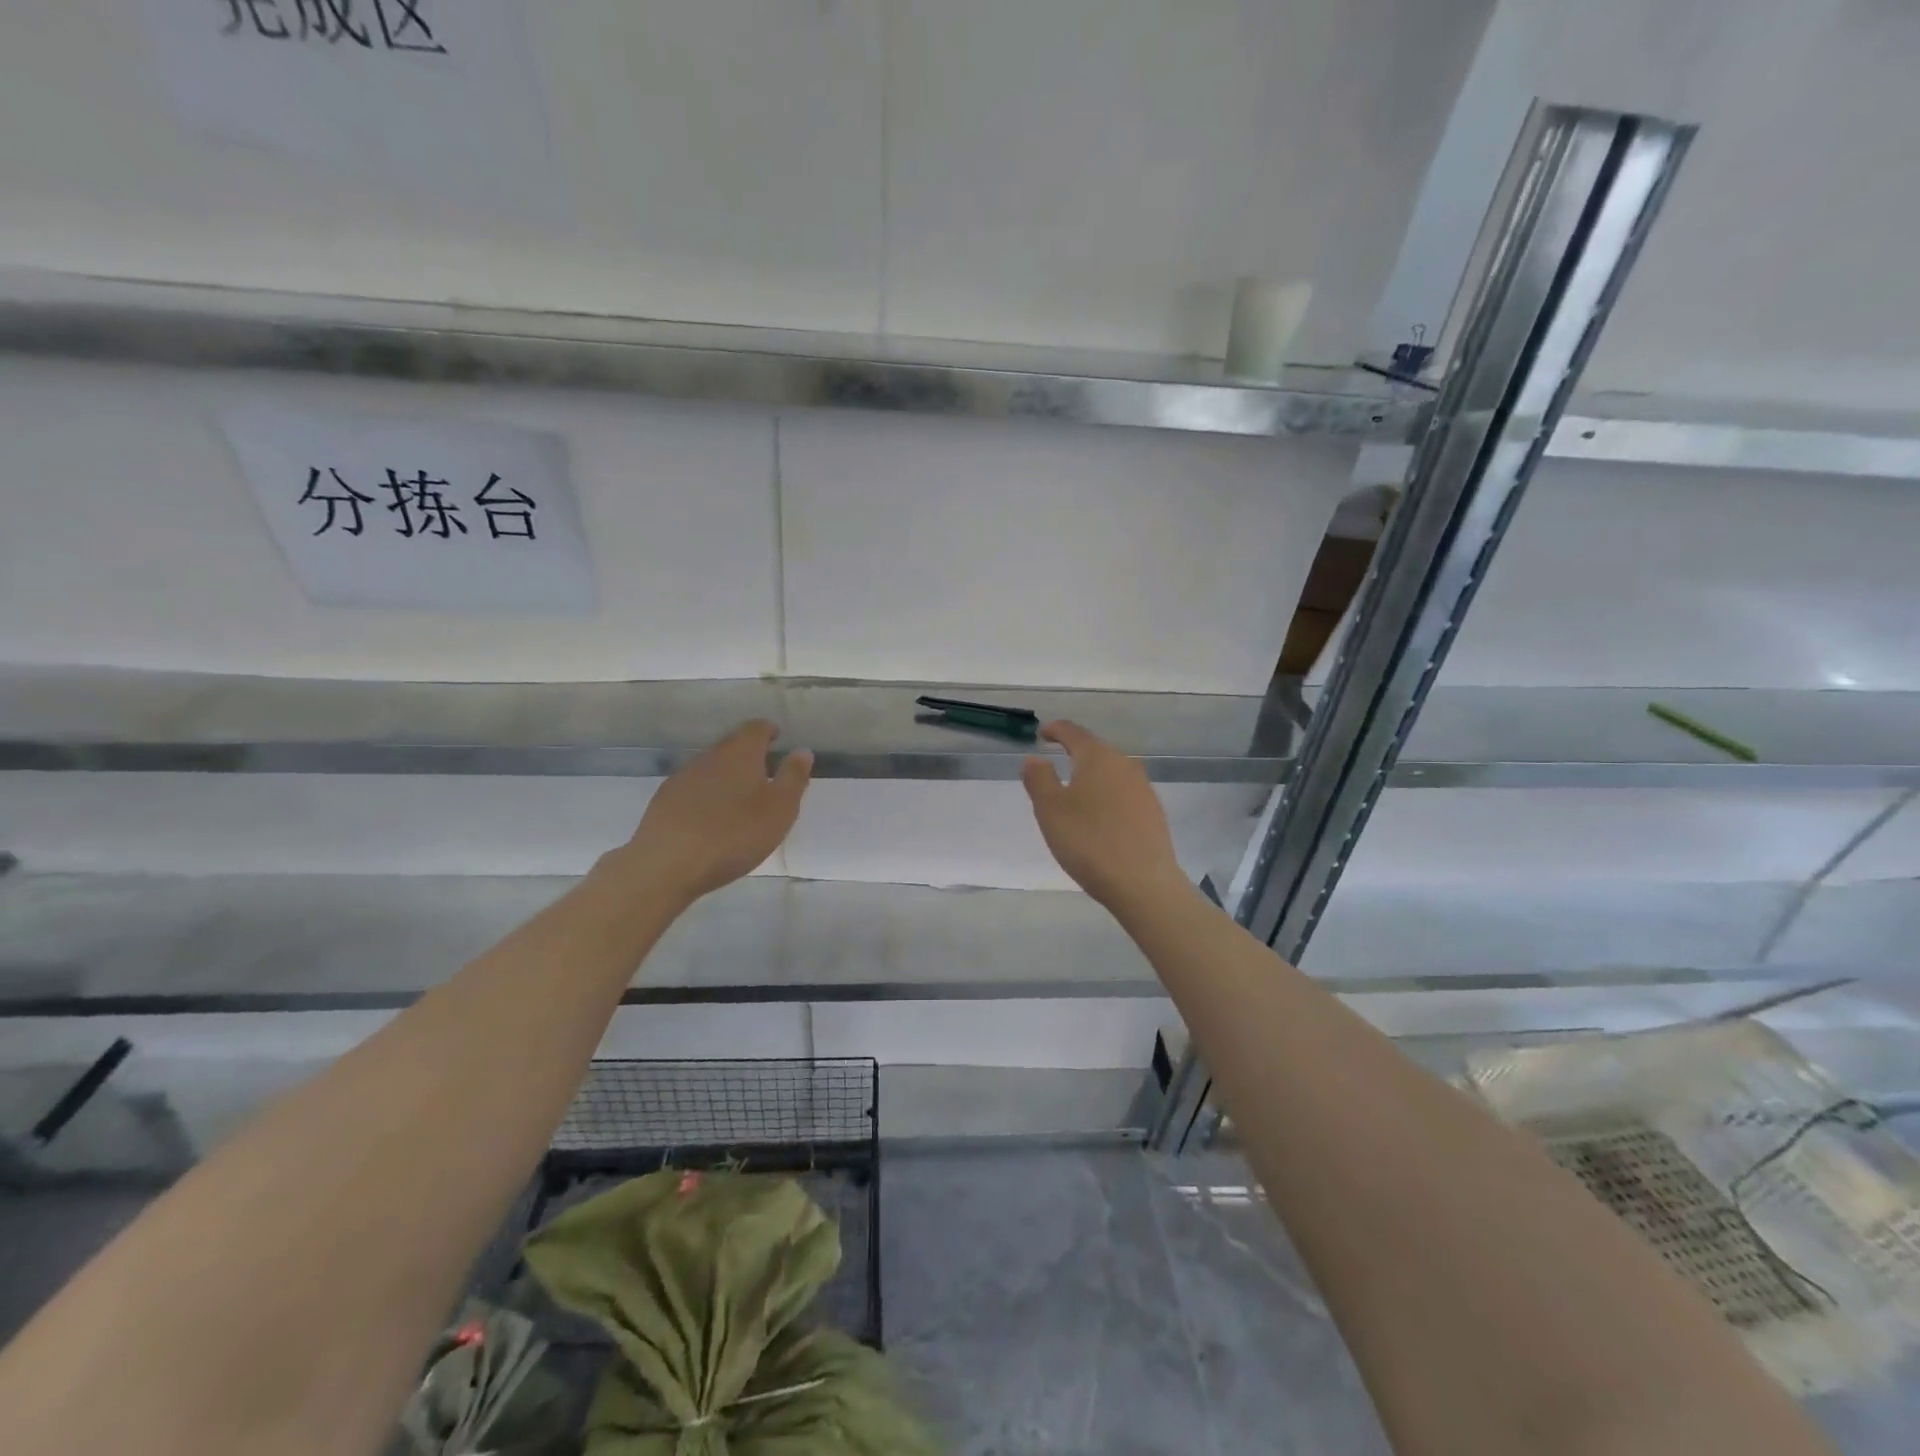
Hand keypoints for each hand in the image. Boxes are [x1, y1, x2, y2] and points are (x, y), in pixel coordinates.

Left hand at [610, 720, 811, 906]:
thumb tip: (802, 750)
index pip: (756, 728)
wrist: (666, 864)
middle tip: (764, 768)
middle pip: (732, 744)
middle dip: (748, 751)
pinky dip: (706, 794)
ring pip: (711, 766)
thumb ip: (793, 778)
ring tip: (739, 795)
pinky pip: (693, 788)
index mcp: (740, 754)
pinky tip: (710, 815)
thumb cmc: (734, 835)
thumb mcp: (779, 809)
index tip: (777, 737)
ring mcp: (683, 778)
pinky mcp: (664, 801)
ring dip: (726, 774)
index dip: (768, 730)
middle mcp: (710, 757)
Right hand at [1021, 721, 1186, 909]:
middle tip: (1055, 768)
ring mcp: (1143, 788)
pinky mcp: (1153, 812)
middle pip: (1096, 751)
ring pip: (1111, 773)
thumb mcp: (1050, 809)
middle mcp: (1124, 764)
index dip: (1055, 730)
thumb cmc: (1088, 841)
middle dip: (1074, 755)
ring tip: (1076, 795)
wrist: (1143, 882)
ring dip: (1092, 778)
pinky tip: (1100, 818)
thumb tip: (1035, 758)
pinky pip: (1124, 794)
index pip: (1073, 733)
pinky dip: (1107, 797)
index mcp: (1097, 757)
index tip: (1043, 734)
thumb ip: (1039, 779)